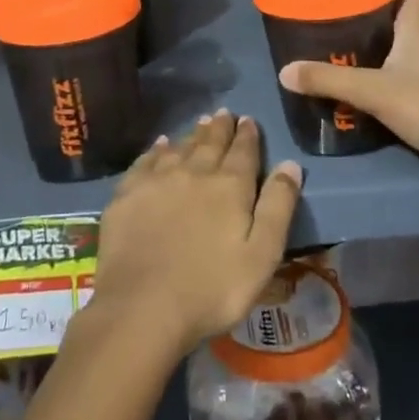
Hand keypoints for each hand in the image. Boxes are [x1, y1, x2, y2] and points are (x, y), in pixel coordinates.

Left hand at [90, 111, 303, 356]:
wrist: (142, 306)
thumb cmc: (212, 289)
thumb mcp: (262, 255)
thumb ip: (278, 207)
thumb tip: (290, 164)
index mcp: (230, 186)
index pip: (243, 151)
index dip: (248, 135)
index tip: (248, 119)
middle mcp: (194, 172)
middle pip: (210, 143)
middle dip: (220, 128)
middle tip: (224, 113)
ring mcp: (157, 180)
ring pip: (180, 147)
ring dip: (192, 134)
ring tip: (199, 123)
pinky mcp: (128, 194)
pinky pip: (146, 161)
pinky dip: (157, 149)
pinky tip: (161, 145)